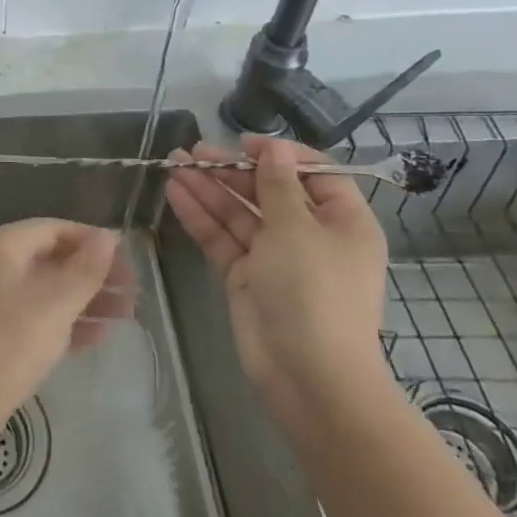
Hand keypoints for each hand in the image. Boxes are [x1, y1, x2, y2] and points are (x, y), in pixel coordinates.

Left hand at [0, 219, 133, 435]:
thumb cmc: (10, 344)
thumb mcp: (56, 305)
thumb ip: (86, 269)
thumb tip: (109, 236)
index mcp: (2, 246)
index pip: (55, 229)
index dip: (92, 241)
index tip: (128, 262)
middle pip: (52, 257)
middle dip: (93, 274)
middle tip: (133, 293)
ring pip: (46, 288)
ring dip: (85, 299)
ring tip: (126, 316)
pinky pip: (36, 312)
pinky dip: (65, 320)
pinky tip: (98, 336)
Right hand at [166, 137, 390, 427]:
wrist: (307, 374)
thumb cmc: (314, 290)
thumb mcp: (297, 228)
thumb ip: (277, 184)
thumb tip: (275, 148)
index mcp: (342, 222)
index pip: (314, 174)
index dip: (280, 155)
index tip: (244, 142)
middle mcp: (311, 236)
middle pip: (268, 192)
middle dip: (231, 170)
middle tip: (193, 151)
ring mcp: (276, 258)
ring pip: (239, 213)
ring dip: (209, 188)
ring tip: (174, 163)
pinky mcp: (246, 277)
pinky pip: (223, 238)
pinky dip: (201, 216)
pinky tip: (175, 192)